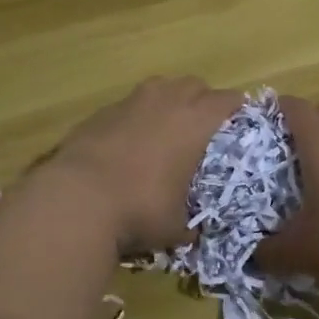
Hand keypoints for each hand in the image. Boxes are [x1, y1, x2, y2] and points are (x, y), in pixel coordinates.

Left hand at [49, 77, 243, 251]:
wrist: (77, 197)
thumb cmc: (140, 208)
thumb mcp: (176, 227)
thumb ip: (190, 224)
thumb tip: (193, 233)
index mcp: (194, 121)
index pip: (227, 100)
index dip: (237, 109)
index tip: (241, 122)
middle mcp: (165, 100)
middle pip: (194, 85)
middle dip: (202, 101)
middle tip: (204, 127)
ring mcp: (130, 101)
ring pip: (160, 87)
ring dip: (169, 102)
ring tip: (166, 130)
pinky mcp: (101, 111)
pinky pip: (129, 105)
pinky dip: (136, 117)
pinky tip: (129, 144)